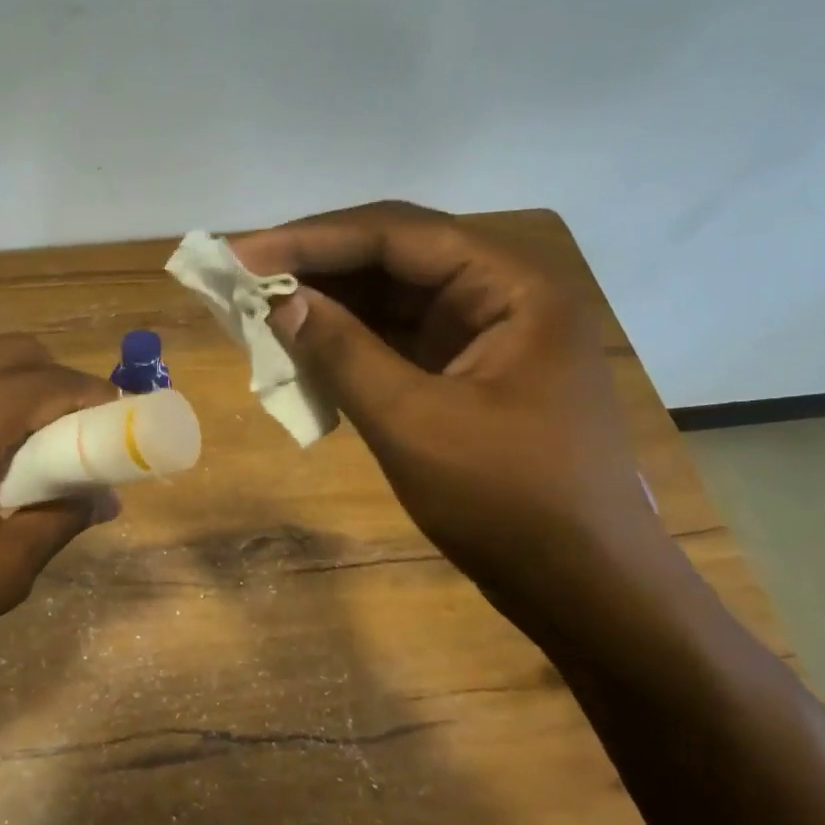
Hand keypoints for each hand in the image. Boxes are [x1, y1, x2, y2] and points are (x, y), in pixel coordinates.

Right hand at [231, 202, 666, 639]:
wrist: (582, 588)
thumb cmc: (509, 503)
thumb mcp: (414, 423)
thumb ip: (343, 353)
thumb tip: (279, 301)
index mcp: (513, 288)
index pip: (398, 236)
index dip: (313, 239)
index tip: (243, 255)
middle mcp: (501, 295)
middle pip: (393, 257)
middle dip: (316, 265)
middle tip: (242, 275)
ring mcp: (483, 335)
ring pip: (390, 298)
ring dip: (327, 302)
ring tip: (257, 306)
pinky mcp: (464, 372)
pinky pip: (394, 339)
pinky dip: (346, 342)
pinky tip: (299, 345)